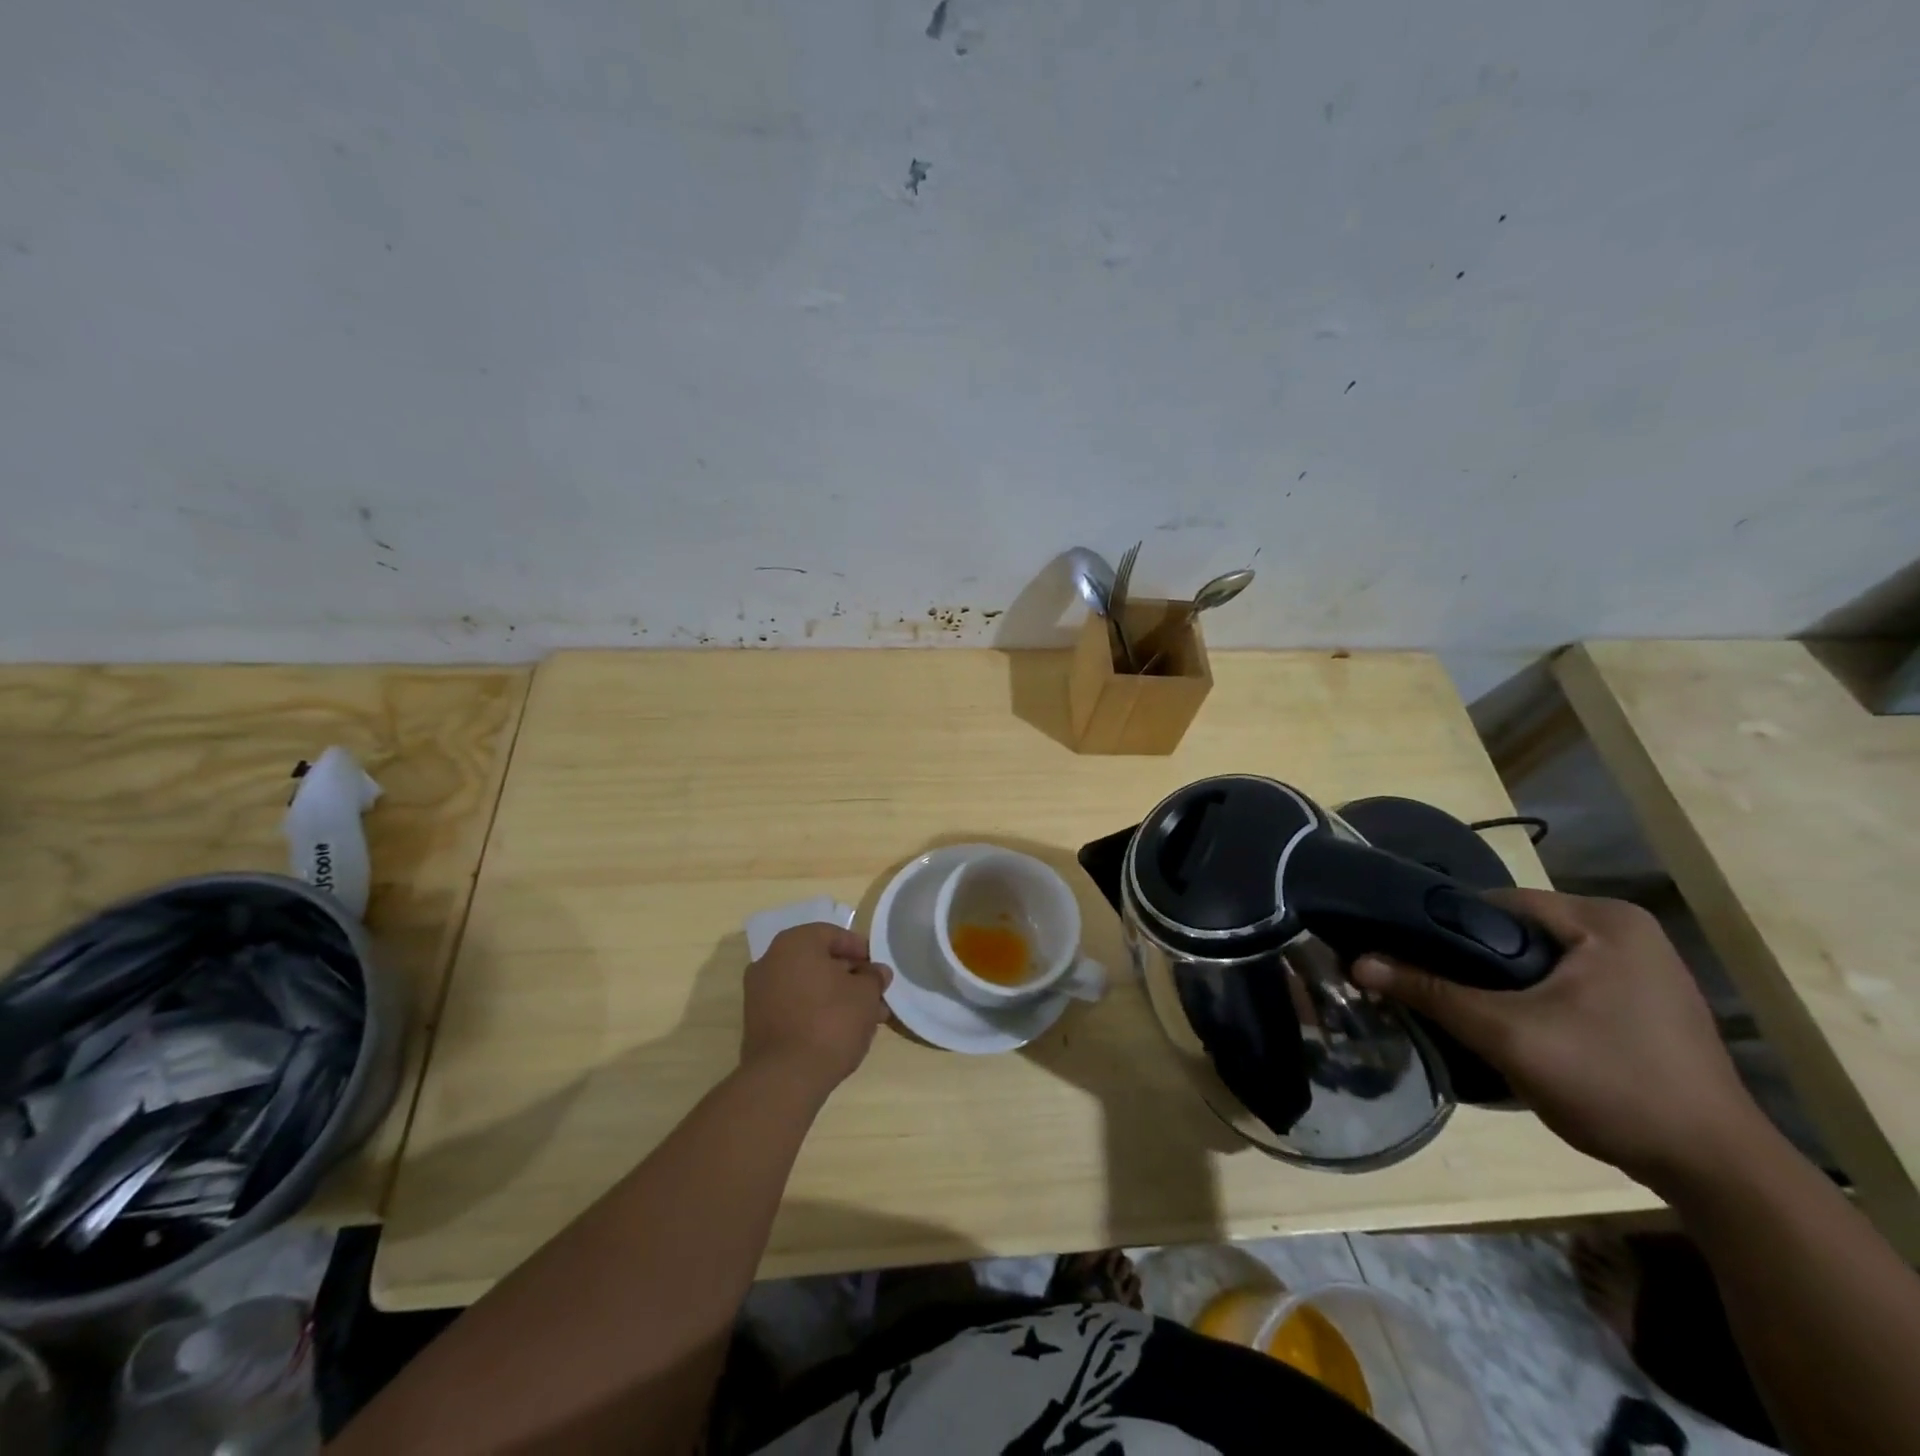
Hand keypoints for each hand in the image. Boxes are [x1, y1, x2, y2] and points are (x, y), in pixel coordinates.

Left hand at [742, 924, 891, 1095]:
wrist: (785, 1077)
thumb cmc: (830, 1021)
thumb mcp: (865, 995)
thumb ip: (873, 977)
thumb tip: (877, 972)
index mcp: (795, 943)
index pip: (833, 934)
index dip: (860, 949)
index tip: (878, 968)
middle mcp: (771, 960)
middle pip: (819, 961)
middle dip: (850, 976)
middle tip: (875, 994)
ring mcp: (760, 993)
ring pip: (809, 986)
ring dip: (837, 996)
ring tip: (867, 1019)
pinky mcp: (758, 1022)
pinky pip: (795, 1006)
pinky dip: (817, 1011)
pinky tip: (842, 1031)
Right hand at [1352, 889, 1769, 1191]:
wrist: (1718, 1173)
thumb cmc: (1613, 1083)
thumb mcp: (1508, 1034)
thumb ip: (1430, 991)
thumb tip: (1358, 962)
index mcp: (1603, 919)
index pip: (1496, 903)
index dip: (1443, 927)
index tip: (1403, 954)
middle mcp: (1625, 931)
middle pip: (1516, 931)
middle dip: (1471, 960)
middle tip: (1427, 987)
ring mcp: (1640, 969)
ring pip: (1538, 960)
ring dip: (1499, 983)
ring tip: (1460, 1009)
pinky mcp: (1643, 1004)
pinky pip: (1564, 983)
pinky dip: (1532, 1000)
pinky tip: (1513, 1029)